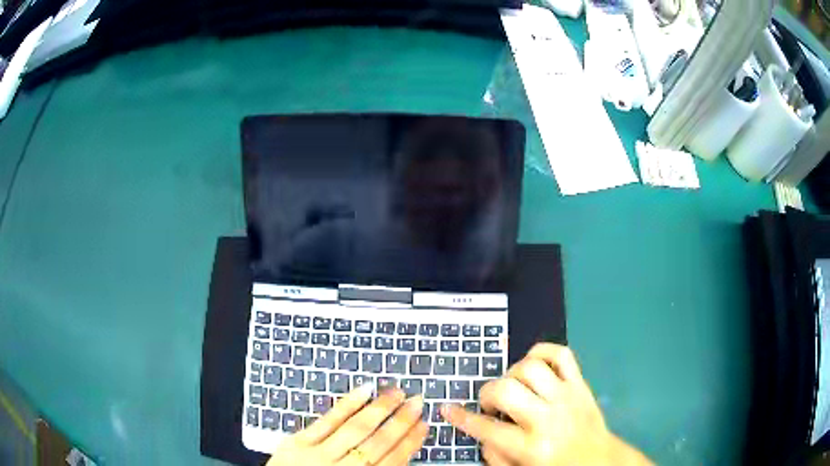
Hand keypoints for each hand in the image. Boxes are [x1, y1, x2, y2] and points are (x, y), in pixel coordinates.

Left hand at [267, 386, 427, 465]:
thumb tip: (398, 453)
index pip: (393, 461)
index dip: (410, 442)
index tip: (424, 425)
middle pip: (378, 443)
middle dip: (401, 421)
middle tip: (418, 401)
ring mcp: (318, 455)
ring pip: (356, 428)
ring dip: (379, 408)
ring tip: (396, 391)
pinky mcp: (297, 442)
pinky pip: (326, 421)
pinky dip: (347, 405)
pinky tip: (363, 390)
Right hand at [442, 343, 651, 465]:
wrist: (599, 459)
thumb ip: (495, 455)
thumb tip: (482, 431)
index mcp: (531, 447)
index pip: (487, 429)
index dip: (461, 417)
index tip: (448, 408)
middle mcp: (548, 419)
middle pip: (505, 390)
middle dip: (488, 394)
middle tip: (491, 404)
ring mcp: (566, 396)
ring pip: (529, 367)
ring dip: (512, 375)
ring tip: (515, 388)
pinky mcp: (580, 383)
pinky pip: (560, 354)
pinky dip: (542, 352)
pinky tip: (534, 365)